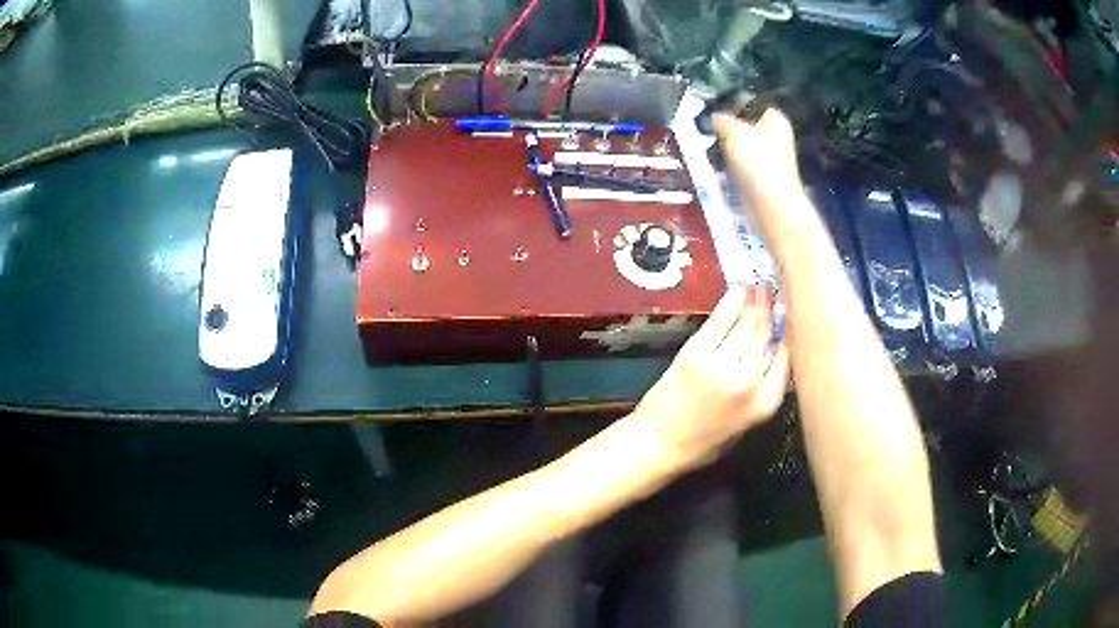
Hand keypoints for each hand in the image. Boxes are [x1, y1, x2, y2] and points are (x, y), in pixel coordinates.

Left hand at [632, 283, 790, 470]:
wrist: (657, 443)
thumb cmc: (702, 442)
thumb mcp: (744, 425)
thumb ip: (762, 392)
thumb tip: (772, 357)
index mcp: (766, 403)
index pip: (786, 359)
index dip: (788, 332)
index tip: (790, 313)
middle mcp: (751, 381)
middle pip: (767, 336)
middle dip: (772, 309)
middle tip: (775, 288)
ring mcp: (724, 363)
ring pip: (747, 324)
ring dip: (756, 300)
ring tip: (761, 283)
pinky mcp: (697, 351)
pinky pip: (721, 320)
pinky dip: (732, 301)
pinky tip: (740, 288)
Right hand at [714, 109, 802, 205]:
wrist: (771, 204)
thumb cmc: (756, 162)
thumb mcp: (733, 131)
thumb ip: (722, 120)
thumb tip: (715, 118)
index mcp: (775, 118)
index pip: (749, 103)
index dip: (730, 106)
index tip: (713, 114)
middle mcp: (778, 135)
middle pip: (746, 124)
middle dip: (728, 128)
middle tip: (711, 132)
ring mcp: (773, 156)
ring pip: (744, 144)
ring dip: (729, 147)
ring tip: (714, 150)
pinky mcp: (766, 175)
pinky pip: (745, 162)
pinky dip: (734, 164)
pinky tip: (723, 168)